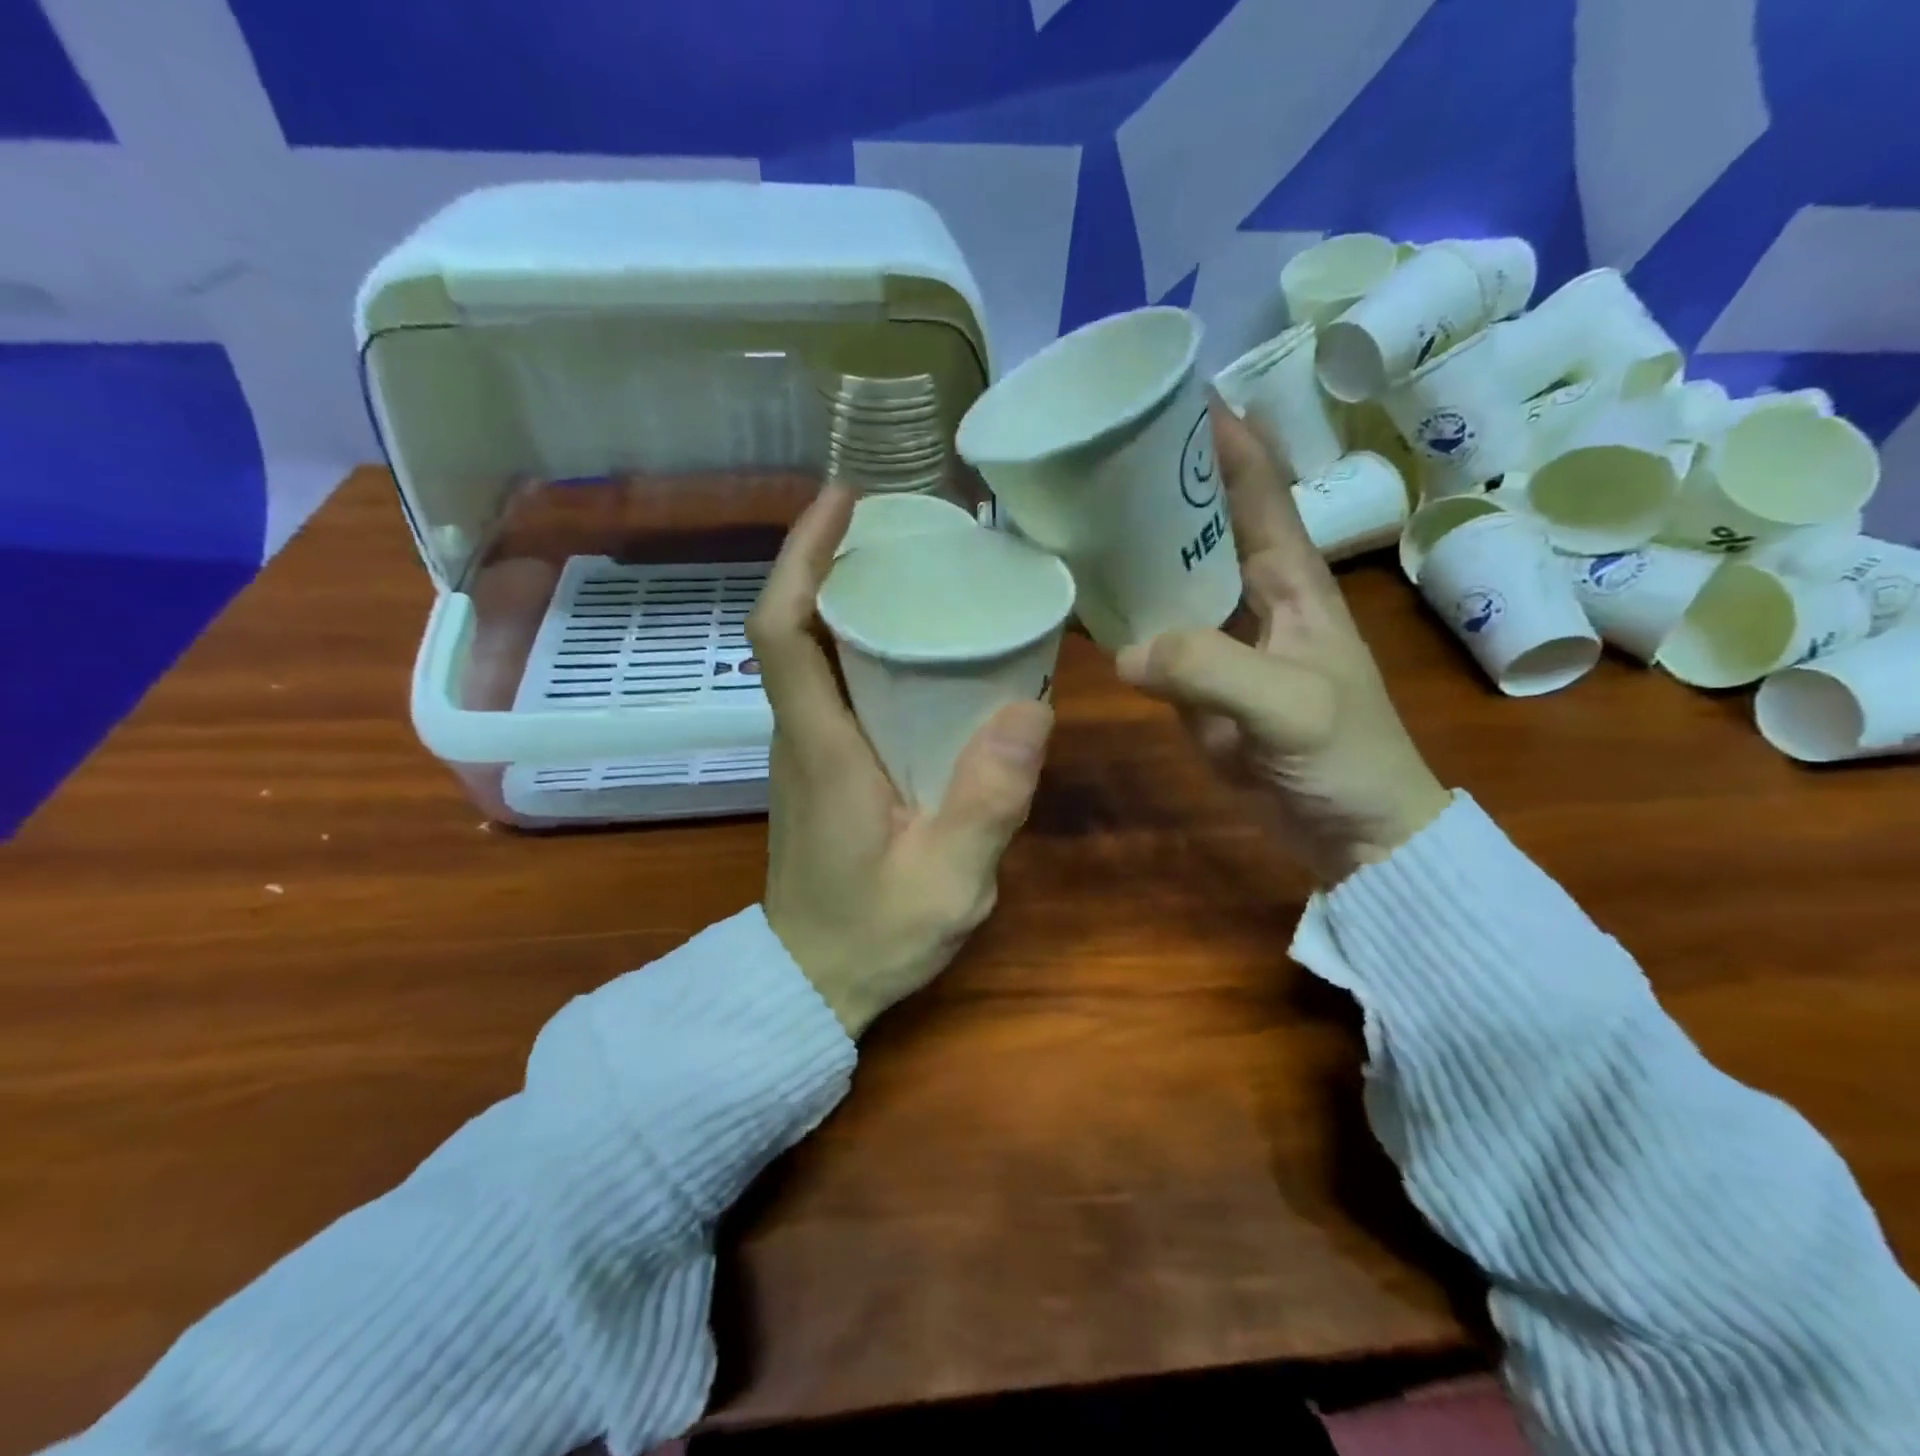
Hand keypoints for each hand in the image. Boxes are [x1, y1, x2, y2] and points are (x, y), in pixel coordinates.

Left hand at [748, 485, 1054, 1036]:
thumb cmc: (871, 937)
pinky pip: (831, 683)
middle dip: (834, 560)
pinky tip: (917, 647)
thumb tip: (1032, 708)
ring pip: (812, 651)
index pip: (782, 629)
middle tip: (905, 526)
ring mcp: (805, 749)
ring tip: (917, 569)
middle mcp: (800, 732)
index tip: (844, 500)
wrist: (809, 984)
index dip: (803, 555)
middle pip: (795, 624)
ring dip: (848, 598)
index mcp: (821, 746)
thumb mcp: (946, 881)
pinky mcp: (820, 766)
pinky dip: (860, 644)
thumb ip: (987, 802)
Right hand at [1117, 398, 1450, 883]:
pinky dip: (1120, 619)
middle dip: (1158, 487)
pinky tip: (1080, 603)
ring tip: (1072, 519)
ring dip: (1131, 551)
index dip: (1222, 438)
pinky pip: (1151, 637)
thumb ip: (1209, 670)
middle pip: (1201, 524)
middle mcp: (1251, 596)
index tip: (1172, 396)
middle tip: (1093, 458)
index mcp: (1291, 579)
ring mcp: (1220, 641)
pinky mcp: (1196, 682)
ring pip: (1170, 579)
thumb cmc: (1344, 757)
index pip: (1257, 488)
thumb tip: (1124, 652)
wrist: (1351, 832)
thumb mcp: (1288, 707)